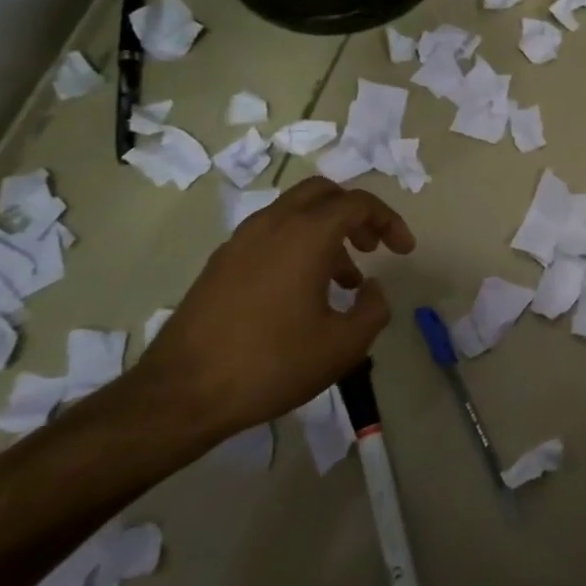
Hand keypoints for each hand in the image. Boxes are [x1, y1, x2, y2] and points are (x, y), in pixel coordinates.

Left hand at [133, 176, 415, 438]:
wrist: (182, 393)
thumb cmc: (271, 363)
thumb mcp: (343, 345)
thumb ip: (373, 309)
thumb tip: (370, 288)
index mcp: (306, 234)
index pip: (358, 203)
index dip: (389, 221)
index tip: (404, 251)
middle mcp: (273, 224)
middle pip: (323, 193)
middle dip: (355, 214)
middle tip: (373, 248)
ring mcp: (241, 241)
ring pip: (294, 213)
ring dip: (326, 232)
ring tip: (344, 279)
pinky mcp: (220, 263)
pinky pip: (271, 235)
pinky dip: (297, 245)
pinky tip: (303, 292)